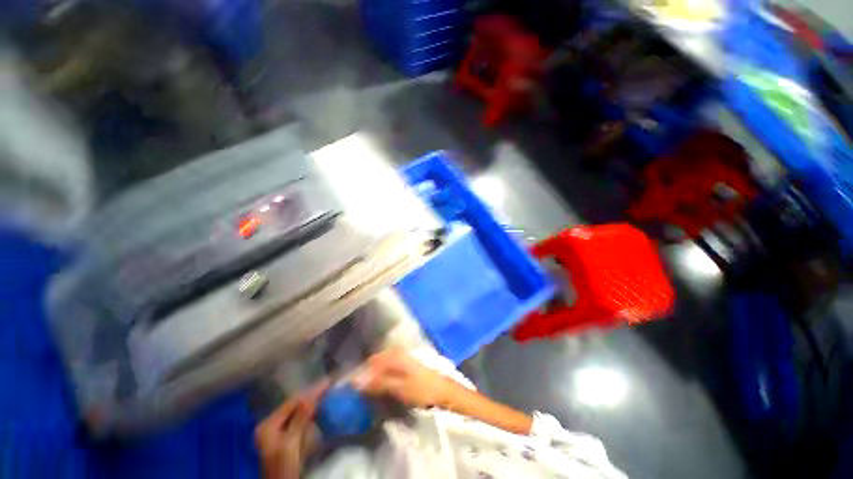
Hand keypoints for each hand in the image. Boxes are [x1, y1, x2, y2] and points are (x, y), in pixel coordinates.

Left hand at [255, 382, 328, 478]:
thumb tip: (313, 395)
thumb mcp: (291, 443)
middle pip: (294, 405)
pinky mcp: (286, 439)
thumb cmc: (283, 467)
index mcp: (268, 425)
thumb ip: (300, 418)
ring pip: (298, 412)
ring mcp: (277, 432)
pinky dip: (310, 413)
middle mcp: (270, 425)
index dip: (310, 391)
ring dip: (312, 403)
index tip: (327, 382)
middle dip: (311, 395)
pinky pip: (299, 420)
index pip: (291, 402)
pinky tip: (320, 408)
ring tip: (327, 392)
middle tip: (329, 385)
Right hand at [352, 349, 454, 408]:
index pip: (370, 362)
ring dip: (373, 376)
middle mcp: (396, 352)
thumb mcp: (398, 387)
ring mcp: (402, 357)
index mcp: (394, 355)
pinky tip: (380, 387)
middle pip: (375, 362)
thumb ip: (378, 383)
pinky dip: (381, 376)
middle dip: (366, 375)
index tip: (351, 388)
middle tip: (358, 392)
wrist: (442, 390)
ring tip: (367, 391)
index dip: (360, 374)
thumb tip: (357, 381)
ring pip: (381, 365)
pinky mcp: (405, 364)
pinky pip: (387, 368)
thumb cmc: (421, 388)